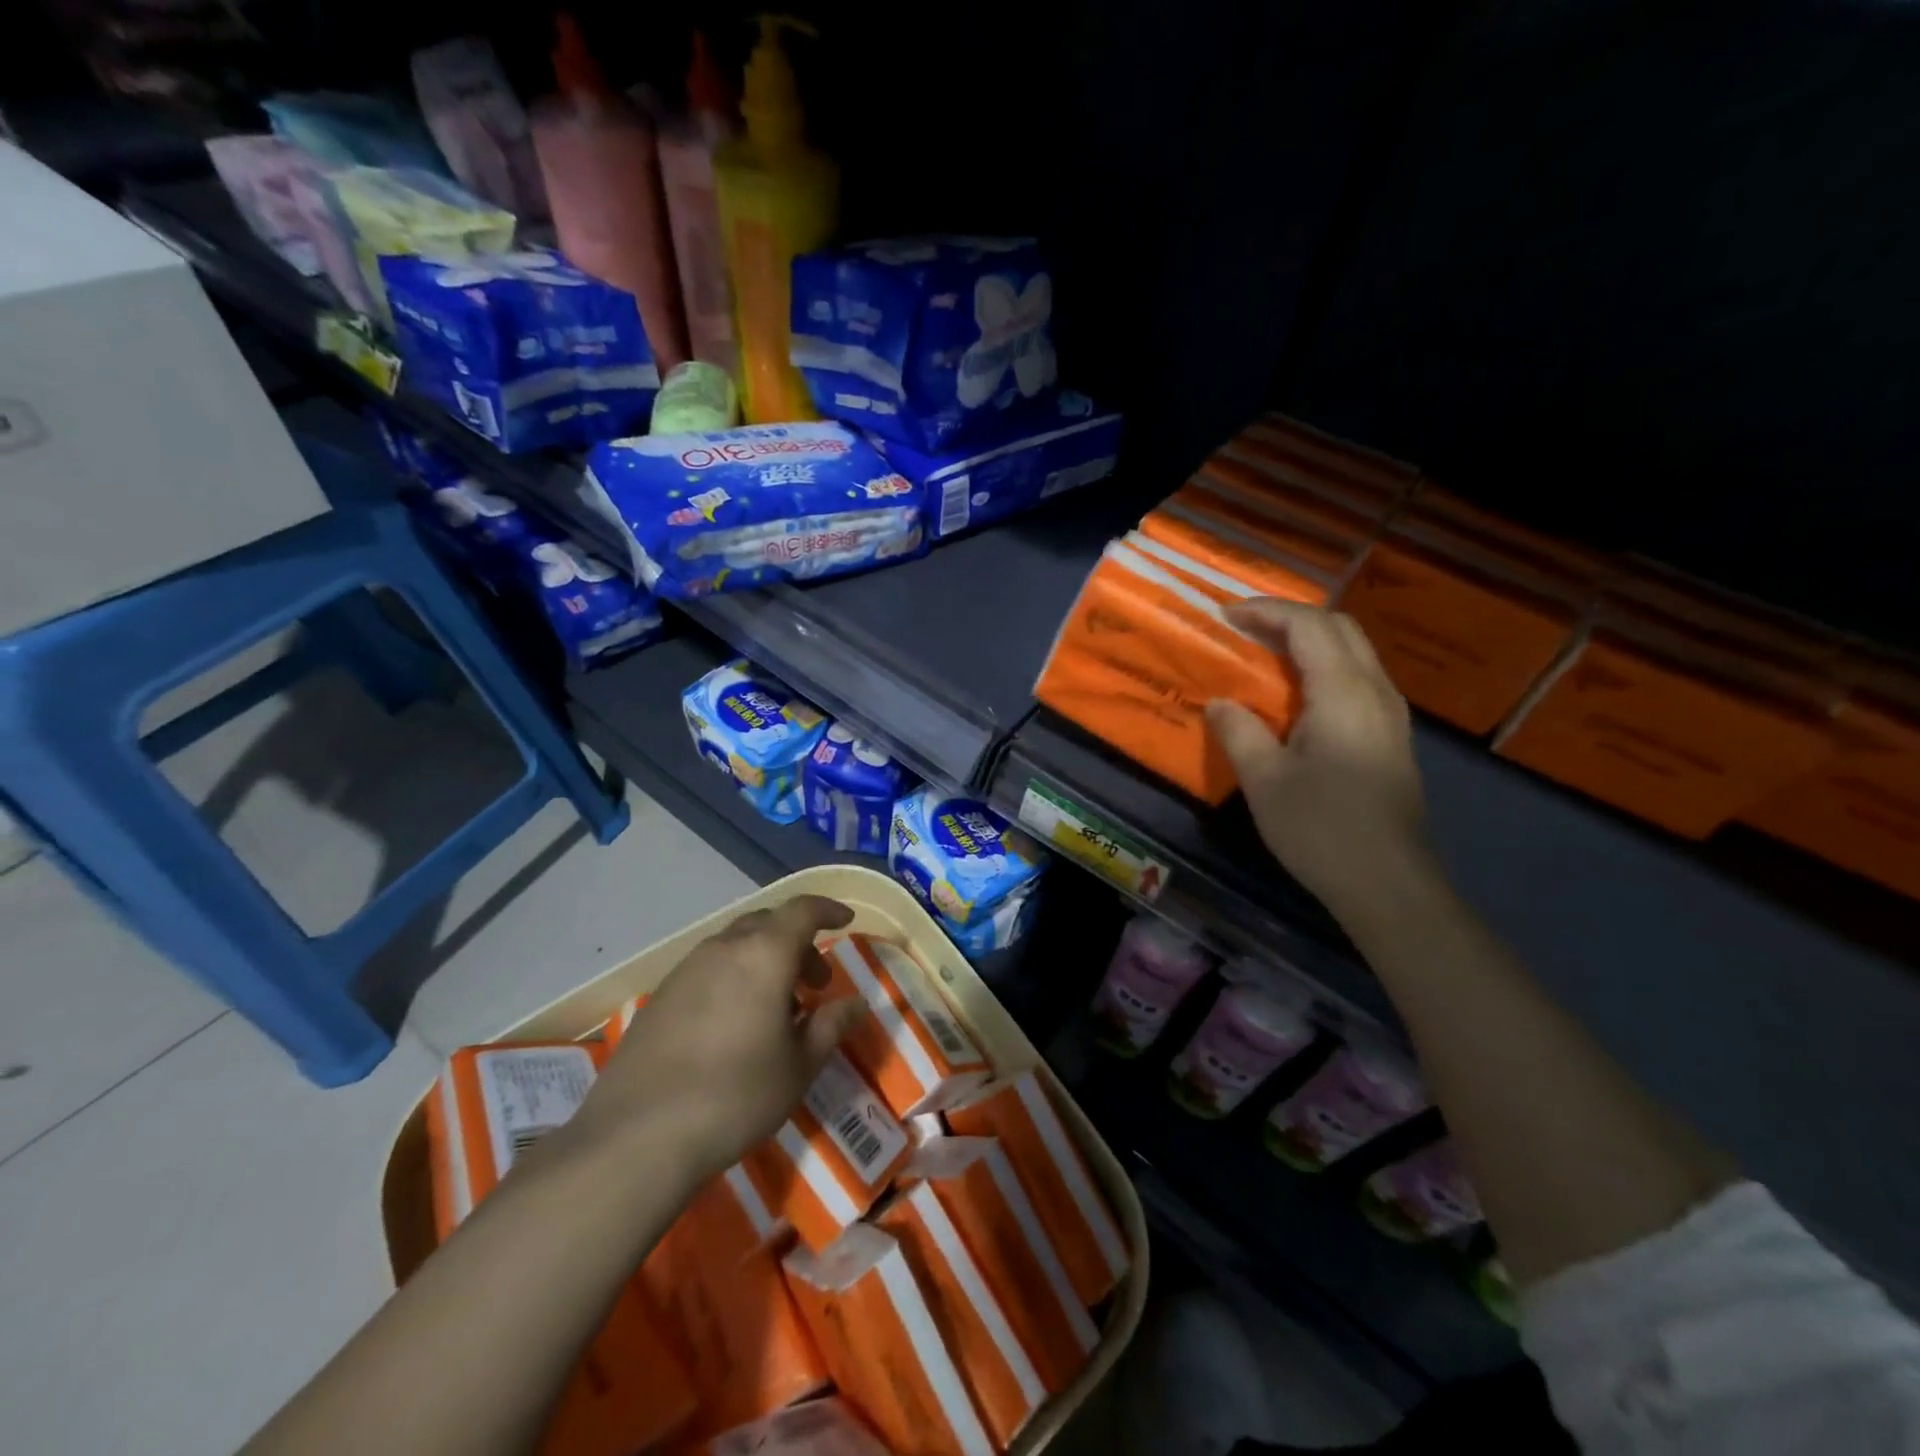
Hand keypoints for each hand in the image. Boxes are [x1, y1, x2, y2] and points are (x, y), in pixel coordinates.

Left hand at [564, 895, 867, 1183]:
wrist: (636, 1136)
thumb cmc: (736, 1095)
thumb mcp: (799, 1066)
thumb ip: (831, 1025)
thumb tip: (857, 1003)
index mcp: (764, 954)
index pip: (803, 910)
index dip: (828, 910)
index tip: (846, 921)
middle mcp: (723, 949)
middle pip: (768, 924)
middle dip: (798, 943)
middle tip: (816, 983)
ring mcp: (686, 970)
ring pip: (735, 946)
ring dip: (764, 962)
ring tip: (777, 1009)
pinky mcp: (660, 997)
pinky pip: (709, 969)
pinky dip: (734, 979)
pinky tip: (735, 1025)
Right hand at [1206, 600, 1430, 917]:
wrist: (1388, 884)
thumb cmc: (1321, 829)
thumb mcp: (1265, 780)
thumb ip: (1239, 731)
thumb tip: (1221, 703)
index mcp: (1344, 693)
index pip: (1309, 626)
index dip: (1266, 611)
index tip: (1225, 616)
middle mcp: (1376, 691)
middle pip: (1339, 628)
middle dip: (1290, 617)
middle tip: (1245, 627)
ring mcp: (1390, 715)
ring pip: (1354, 652)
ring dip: (1309, 640)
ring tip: (1265, 652)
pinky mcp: (1391, 737)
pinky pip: (1357, 679)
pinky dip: (1323, 667)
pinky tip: (1297, 694)